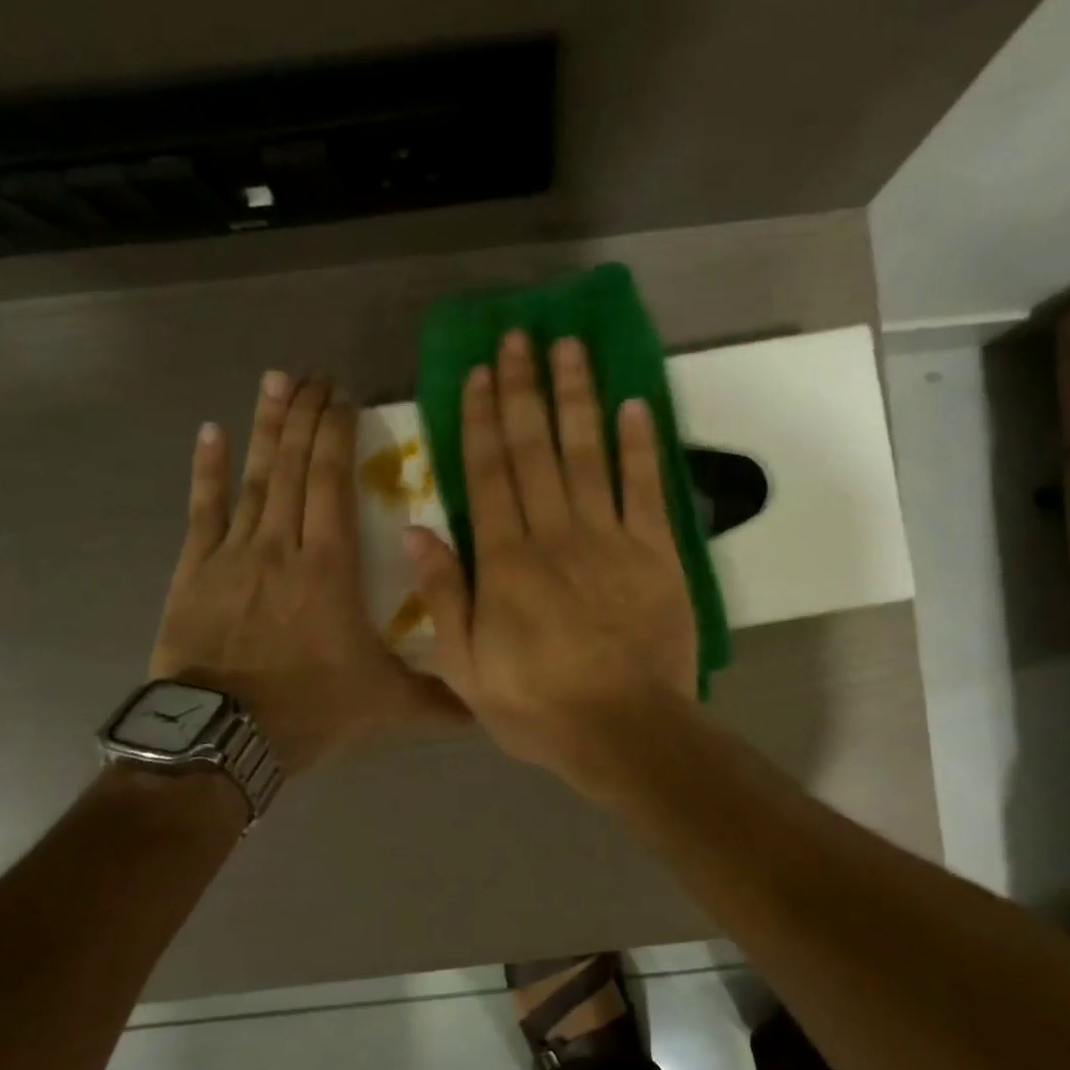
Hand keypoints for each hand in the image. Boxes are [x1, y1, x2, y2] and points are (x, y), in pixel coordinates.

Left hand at [151, 371, 460, 775]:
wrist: (221, 738)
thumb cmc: (309, 710)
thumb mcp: (385, 705)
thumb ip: (438, 699)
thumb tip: (487, 705)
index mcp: (330, 567)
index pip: (332, 482)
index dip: (336, 434)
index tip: (344, 397)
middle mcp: (283, 545)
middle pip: (294, 466)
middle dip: (304, 415)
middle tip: (313, 373)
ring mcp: (234, 554)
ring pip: (254, 477)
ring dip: (265, 427)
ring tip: (275, 380)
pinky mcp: (196, 570)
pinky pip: (202, 510)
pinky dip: (206, 469)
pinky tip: (210, 431)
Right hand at [405, 332, 697, 797]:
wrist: (626, 732)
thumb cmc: (539, 707)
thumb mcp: (466, 667)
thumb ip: (443, 595)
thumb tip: (413, 531)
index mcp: (505, 561)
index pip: (488, 473)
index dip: (481, 418)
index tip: (480, 372)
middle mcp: (555, 534)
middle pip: (535, 448)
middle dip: (525, 389)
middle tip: (521, 337)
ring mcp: (610, 539)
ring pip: (588, 453)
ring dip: (578, 397)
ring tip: (571, 348)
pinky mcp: (656, 553)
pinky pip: (646, 489)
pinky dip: (641, 445)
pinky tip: (634, 404)